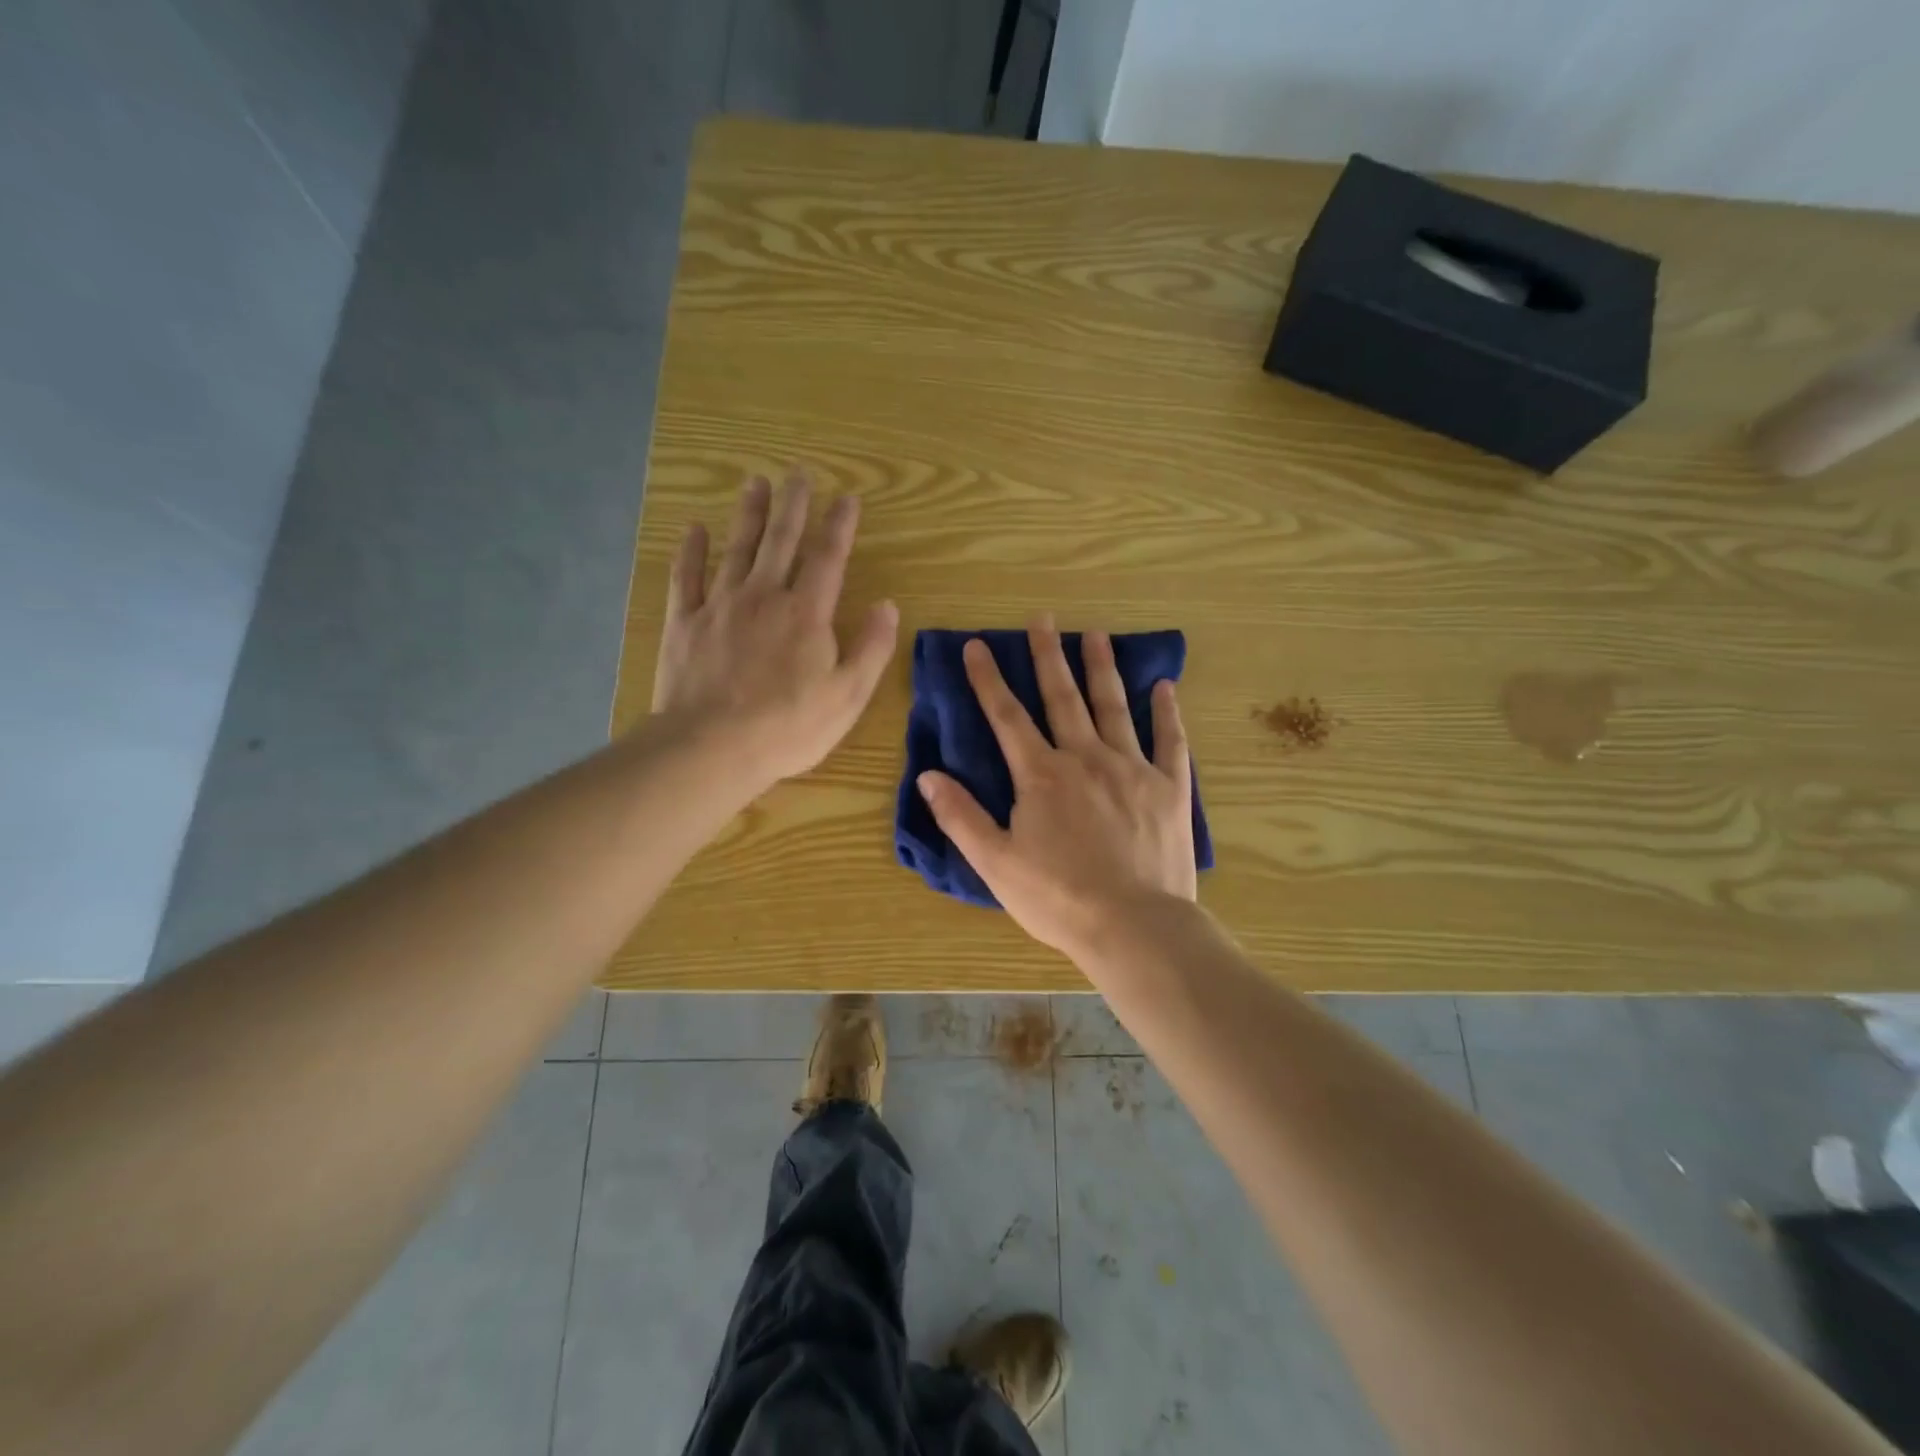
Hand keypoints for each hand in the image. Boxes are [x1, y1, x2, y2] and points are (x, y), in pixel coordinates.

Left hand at [652, 470, 897, 788]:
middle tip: (798, 473)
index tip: (847, 498)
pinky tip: (695, 529)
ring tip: (755, 483)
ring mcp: (720, 606)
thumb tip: (887, 605)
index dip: (839, 525)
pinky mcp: (684, 623)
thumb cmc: (789, 727)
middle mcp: (764, 597)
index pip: (828, 558)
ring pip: (737, 549)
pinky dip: (691, 551)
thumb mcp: (848, 695)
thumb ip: (871, 648)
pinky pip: (687, 577)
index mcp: (806, 613)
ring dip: (748, 515)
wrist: (712, 747)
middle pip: (780, 541)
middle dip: (793, 505)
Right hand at [915, 617, 1196, 960]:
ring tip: (1095, 635)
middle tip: (1043, 619)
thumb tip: (927, 775)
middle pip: (1062, 698)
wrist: (1134, 927)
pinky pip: (1169, 741)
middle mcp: (1086, 758)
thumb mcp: (995, 863)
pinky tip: (1166, 686)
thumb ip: (961, 816)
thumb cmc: (1058, 898)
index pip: (1007, 716)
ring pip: (1114, 707)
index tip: (978, 645)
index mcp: (1042, 775)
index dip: (988, 679)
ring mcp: (1132, 769)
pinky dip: (1167, 713)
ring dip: (1101, 669)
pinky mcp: (1169, 788)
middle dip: (1048, 656)